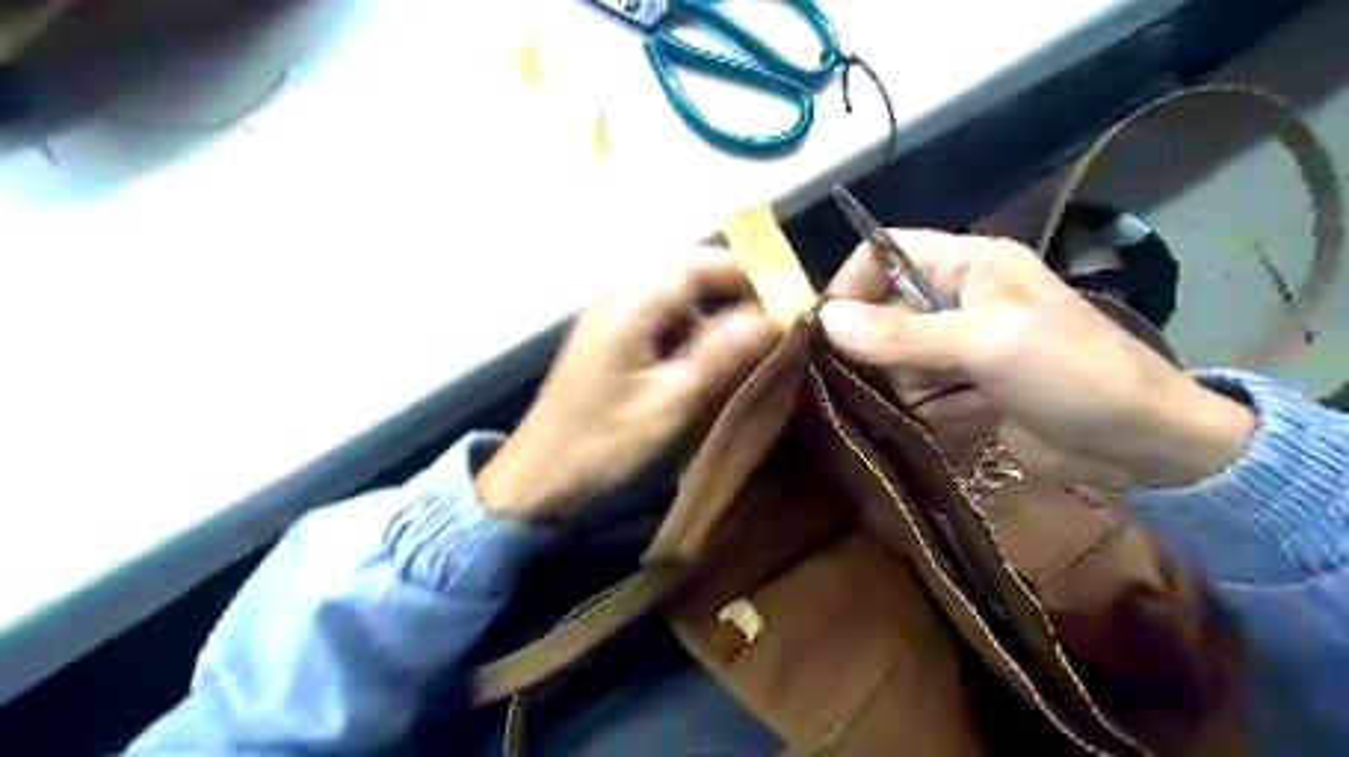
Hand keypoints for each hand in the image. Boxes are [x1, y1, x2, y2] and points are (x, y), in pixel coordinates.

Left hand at [477, 250, 775, 518]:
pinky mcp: (604, 340)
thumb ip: (717, 357)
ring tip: (738, 339)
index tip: (778, 291)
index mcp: (629, 310)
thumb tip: (769, 320)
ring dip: (705, 308)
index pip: (692, 265)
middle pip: (678, 271)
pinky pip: (653, 317)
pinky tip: (699, 356)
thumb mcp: (668, 403)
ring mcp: (606, 320)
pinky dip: (684, 327)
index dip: (739, 270)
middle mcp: (615, 302)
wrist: (537, 475)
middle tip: (764, 313)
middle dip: (725, 285)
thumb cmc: (602, 442)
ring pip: (667, 294)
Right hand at [822, 232, 1254, 490]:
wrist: (1143, 446)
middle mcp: (956, 301)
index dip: (852, 282)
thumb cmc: (1073, 372)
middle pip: (882, 313)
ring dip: (905, 387)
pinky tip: (957, 421)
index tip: (827, 329)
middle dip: (879, 350)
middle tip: (890, 380)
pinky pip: (915, 395)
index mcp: (968, 266)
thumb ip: (903, 333)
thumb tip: (824, 320)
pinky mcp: (962, 389)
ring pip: (893, 360)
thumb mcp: (986, 343)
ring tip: (942, 403)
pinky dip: (924, 412)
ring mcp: (957, 348)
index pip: (886, 251)